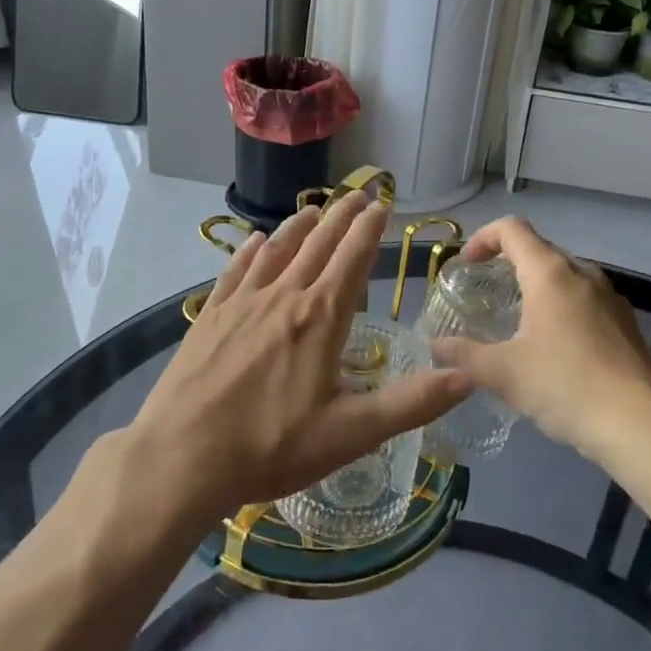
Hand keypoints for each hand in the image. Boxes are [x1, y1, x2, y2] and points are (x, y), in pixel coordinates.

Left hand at [124, 194, 469, 524]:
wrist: (181, 457)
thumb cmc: (271, 447)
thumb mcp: (351, 433)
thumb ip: (412, 403)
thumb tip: (468, 376)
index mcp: (321, 318)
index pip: (353, 259)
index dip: (370, 229)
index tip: (382, 204)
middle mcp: (284, 296)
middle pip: (318, 245)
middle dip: (341, 216)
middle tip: (357, 193)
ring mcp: (242, 303)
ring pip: (277, 250)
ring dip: (299, 226)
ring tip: (314, 209)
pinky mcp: (211, 316)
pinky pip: (235, 270)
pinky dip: (250, 250)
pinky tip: (254, 241)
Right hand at [430, 217, 650, 464]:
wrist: (643, 427)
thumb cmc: (566, 386)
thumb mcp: (503, 373)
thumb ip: (463, 356)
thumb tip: (436, 347)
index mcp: (551, 274)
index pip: (512, 229)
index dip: (483, 238)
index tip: (466, 265)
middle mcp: (583, 275)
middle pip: (539, 251)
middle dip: (508, 265)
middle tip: (485, 295)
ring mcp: (611, 299)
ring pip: (565, 278)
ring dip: (536, 289)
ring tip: (517, 323)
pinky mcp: (628, 326)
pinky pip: (585, 303)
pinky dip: (561, 311)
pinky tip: (554, 351)